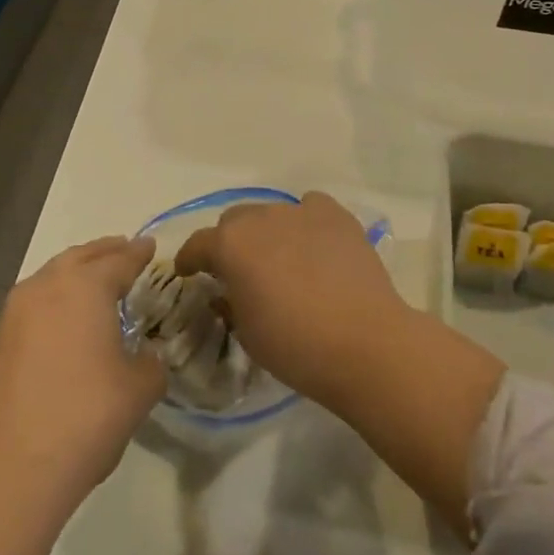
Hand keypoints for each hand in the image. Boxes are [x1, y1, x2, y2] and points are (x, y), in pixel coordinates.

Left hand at [0, 236, 165, 516]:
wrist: (6, 471)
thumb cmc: (84, 418)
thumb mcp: (138, 392)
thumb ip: (150, 365)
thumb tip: (146, 359)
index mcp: (85, 287)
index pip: (119, 260)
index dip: (138, 253)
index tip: (149, 246)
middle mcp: (45, 288)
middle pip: (79, 258)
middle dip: (104, 252)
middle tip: (123, 249)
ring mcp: (12, 315)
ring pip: (49, 279)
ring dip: (73, 275)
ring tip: (93, 283)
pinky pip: (31, 308)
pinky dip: (52, 304)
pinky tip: (61, 325)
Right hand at [175, 191, 411, 411]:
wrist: (364, 343)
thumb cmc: (295, 346)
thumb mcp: (247, 333)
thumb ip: (230, 303)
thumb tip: (228, 290)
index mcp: (230, 245)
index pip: (198, 245)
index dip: (189, 260)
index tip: (189, 272)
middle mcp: (260, 217)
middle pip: (234, 222)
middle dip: (230, 243)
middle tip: (240, 271)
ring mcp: (300, 211)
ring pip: (271, 213)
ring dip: (268, 233)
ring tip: (282, 260)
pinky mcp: (335, 215)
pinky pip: (310, 208)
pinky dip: (305, 222)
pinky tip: (314, 244)